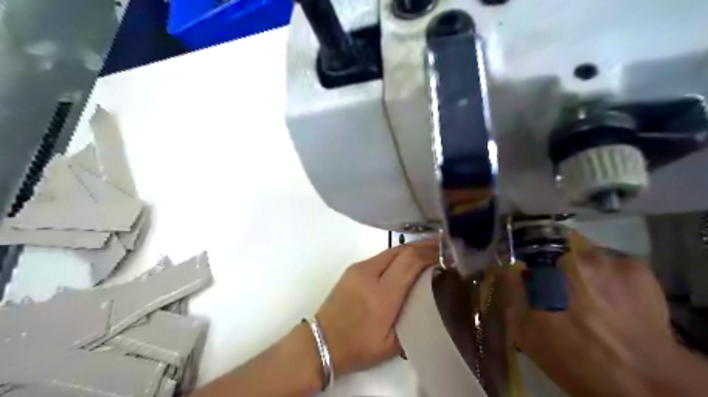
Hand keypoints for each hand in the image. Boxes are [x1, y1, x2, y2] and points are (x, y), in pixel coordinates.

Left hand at [314, 240, 436, 375]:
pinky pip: (380, 256)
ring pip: (390, 251)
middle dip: (423, 246)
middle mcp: (370, 275)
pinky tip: (406, 260)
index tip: (446, 254)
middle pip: (401, 250)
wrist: (322, 341)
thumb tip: (429, 299)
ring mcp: (359, 268)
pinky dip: (397, 255)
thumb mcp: (393, 344)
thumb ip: (413, 320)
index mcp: (382, 295)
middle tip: (442, 246)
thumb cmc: (359, 347)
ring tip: (428, 250)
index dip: (429, 254)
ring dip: (410, 249)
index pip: (410, 262)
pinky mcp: (353, 268)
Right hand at [500, 232, 676, 396]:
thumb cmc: (572, 356)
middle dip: (556, 269)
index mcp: (540, 270)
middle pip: (556, 253)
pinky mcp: (635, 267)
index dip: (527, 268)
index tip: (532, 281)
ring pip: (586, 256)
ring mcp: (604, 258)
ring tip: (594, 299)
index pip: (524, 256)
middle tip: (564, 294)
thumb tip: (506, 268)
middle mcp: (569, 256)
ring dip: (585, 272)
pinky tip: (617, 300)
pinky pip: (615, 263)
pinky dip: (612, 277)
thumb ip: (511, 292)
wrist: (641, 380)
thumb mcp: (523, 330)